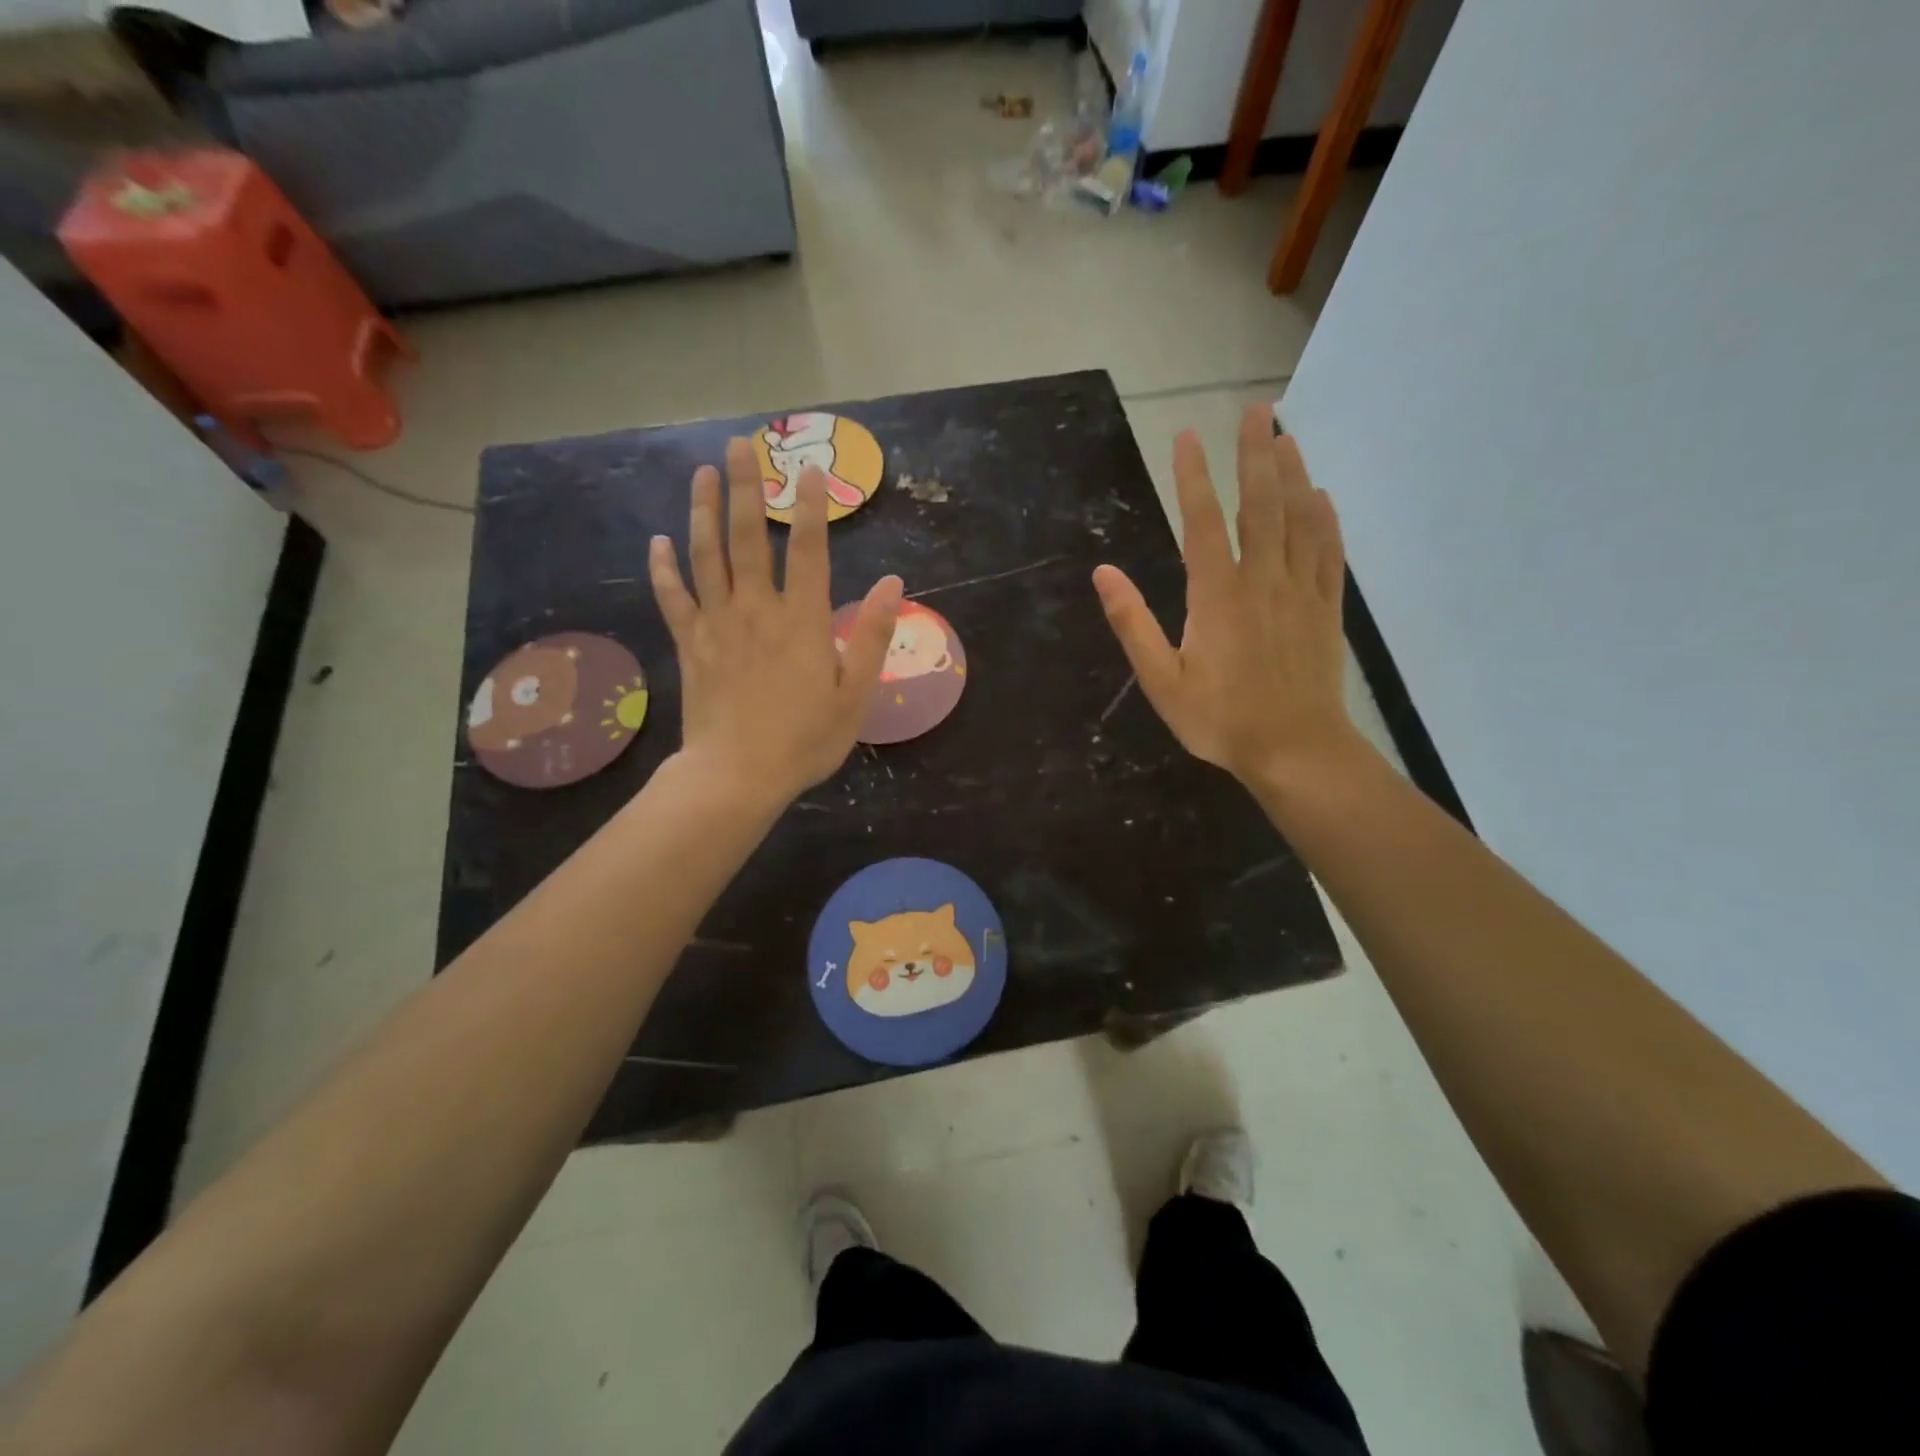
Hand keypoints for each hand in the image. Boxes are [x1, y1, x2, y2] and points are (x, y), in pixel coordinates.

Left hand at [649, 439, 901, 808]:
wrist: (737, 775)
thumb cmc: (805, 739)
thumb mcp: (855, 694)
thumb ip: (874, 635)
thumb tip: (895, 582)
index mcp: (802, 620)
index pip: (808, 550)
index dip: (810, 507)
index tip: (810, 469)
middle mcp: (756, 610)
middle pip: (746, 537)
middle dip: (744, 487)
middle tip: (740, 445)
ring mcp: (717, 624)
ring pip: (705, 556)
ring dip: (702, 511)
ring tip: (702, 473)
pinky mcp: (690, 645)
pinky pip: (672, 598)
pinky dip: (664, 569)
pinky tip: (658, 542)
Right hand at [1092, 404, 1362, 791]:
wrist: (1294, 750)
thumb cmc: (1220, 720)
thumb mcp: (1161, 680)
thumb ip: (1132, 623)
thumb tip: (1103, 573)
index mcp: (1217, 595)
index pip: (1202, 522)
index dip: (1193, 476)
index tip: (1187, 436)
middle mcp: (1262, 580)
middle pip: (1260, 505)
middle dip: (1255, 454)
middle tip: (1257, 410)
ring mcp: (1300, 592)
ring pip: (1299, 521)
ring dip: (1292, 475)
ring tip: (1286, 437)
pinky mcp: (1325, 610)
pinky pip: (1328, 553)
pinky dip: (1325, 520)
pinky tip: (1320, 497)